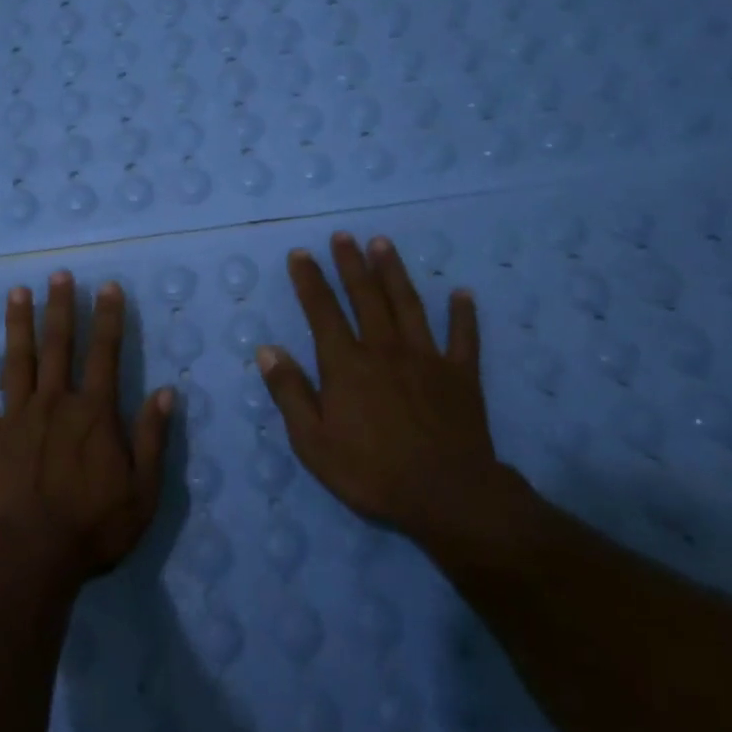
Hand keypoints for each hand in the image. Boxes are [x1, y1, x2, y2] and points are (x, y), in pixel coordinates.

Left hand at [0, 271, 171, 587]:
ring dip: (20, 324)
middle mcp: (54, 403)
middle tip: (59, 274)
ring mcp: (15, 417)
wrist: (25, 559)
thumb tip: (167, 392)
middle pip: (59, 346)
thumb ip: (153, 439)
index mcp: (94, 413)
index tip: (108, 287)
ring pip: (18, 360)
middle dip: (61, 307)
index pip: (105, 354)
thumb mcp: (142, 491)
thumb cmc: (90, 528)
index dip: (109, 318)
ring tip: (18, 291)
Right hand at [257, 232, 530, 553]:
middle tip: (343, 236)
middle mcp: (384, 349)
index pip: (322, 311)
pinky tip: (462, 293)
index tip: (301, 254)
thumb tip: (267, 350)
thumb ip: (290, 392)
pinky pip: (464, 337)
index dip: (310, 281)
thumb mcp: (313, 442)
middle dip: (351, 264)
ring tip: (383, 244)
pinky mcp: (461, 375)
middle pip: (366, 296)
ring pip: (408, 304)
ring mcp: (426, 358)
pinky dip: (463, 314)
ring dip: (394, 272)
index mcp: (347, 364)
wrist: (446, 495)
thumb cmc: (371, 472)